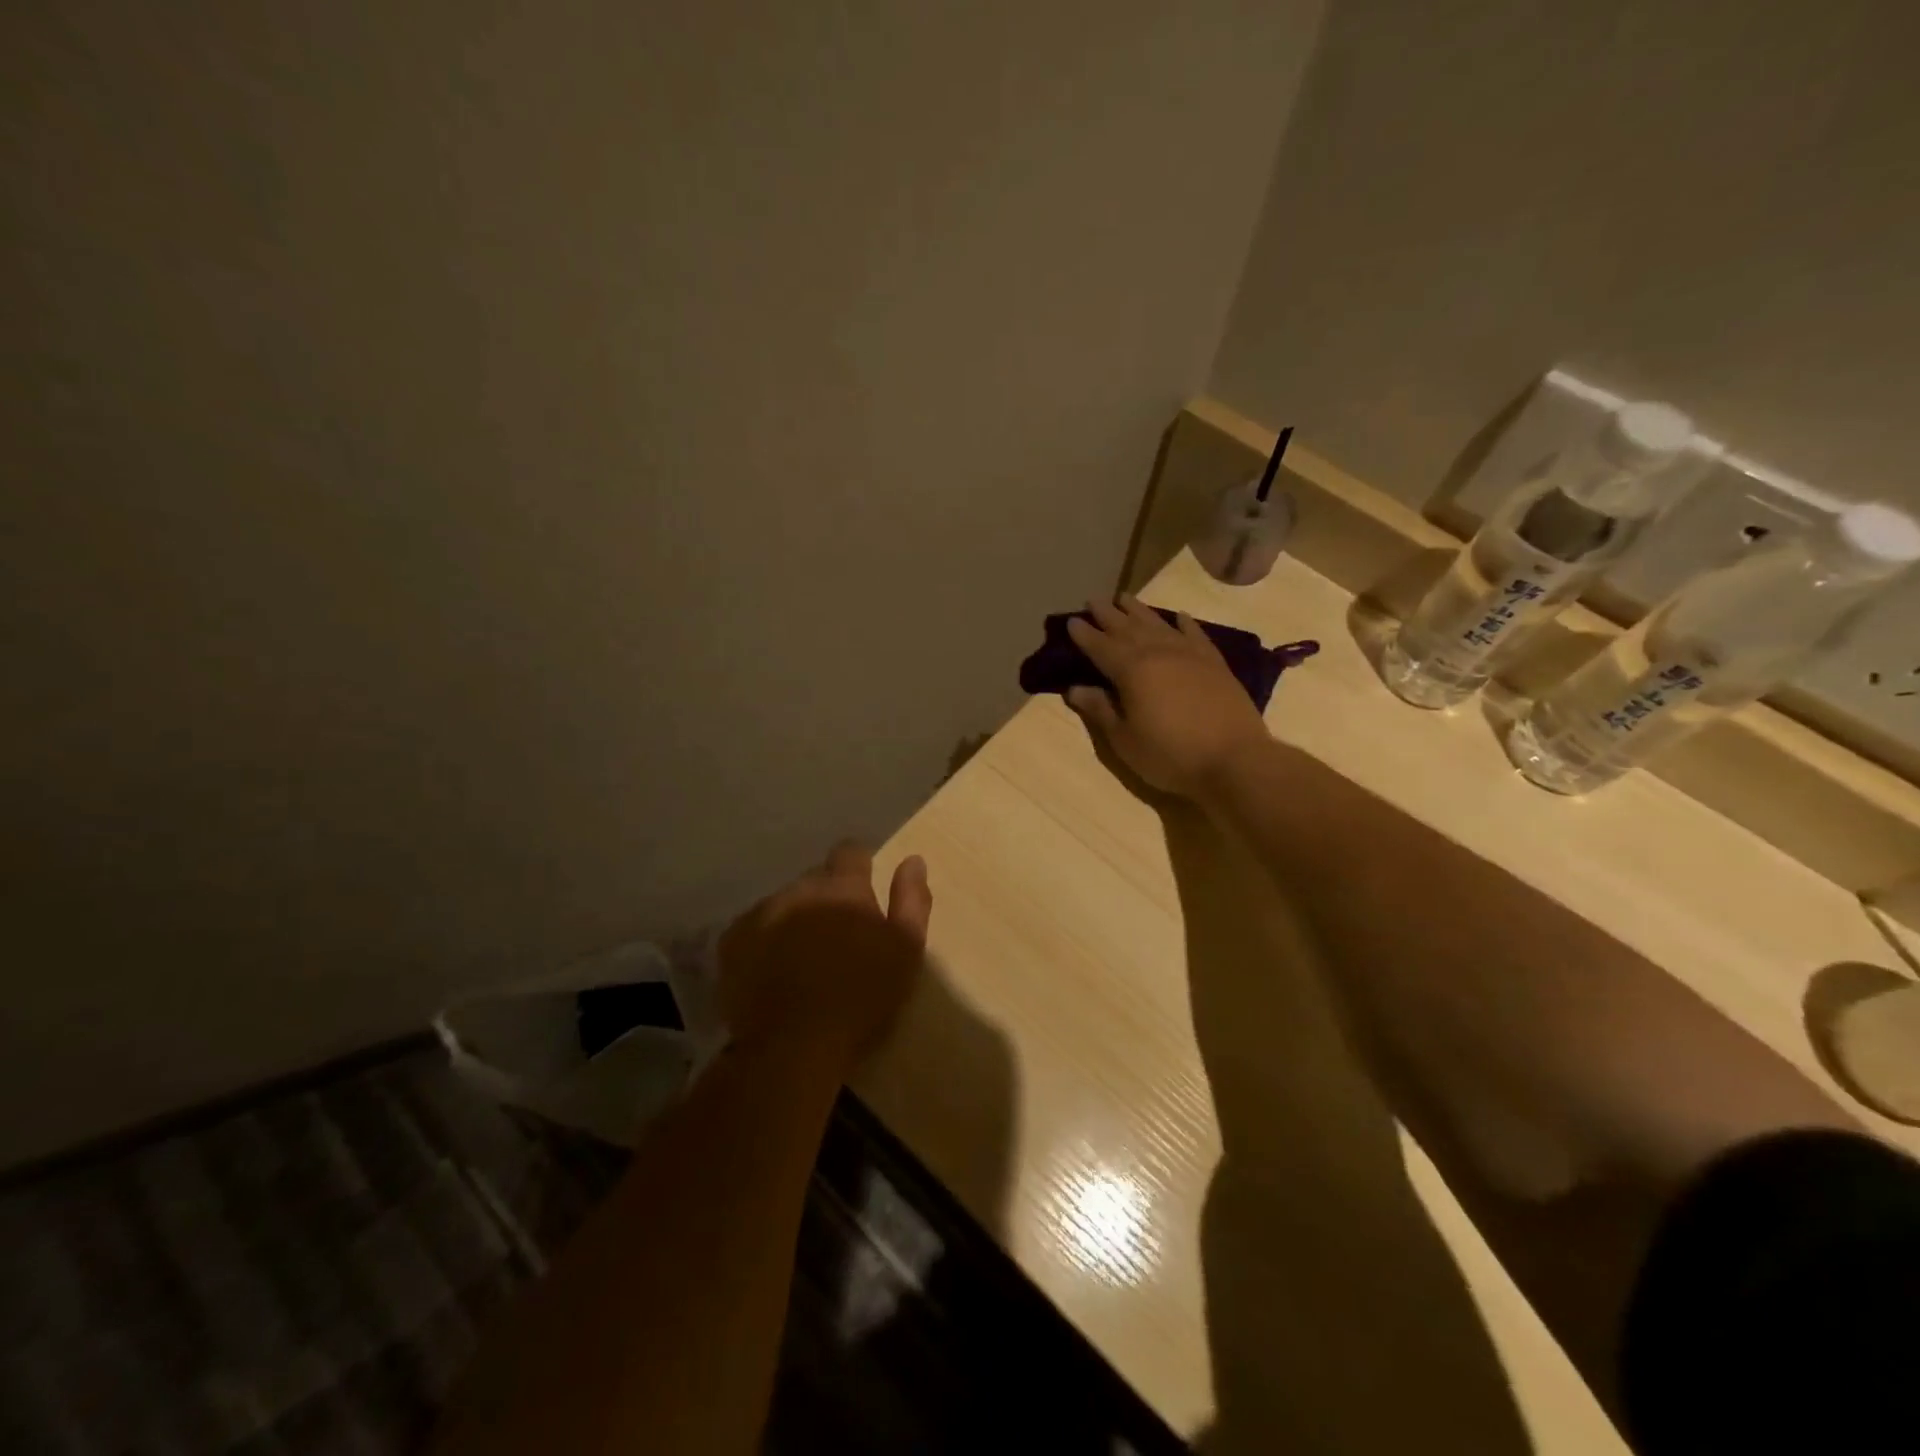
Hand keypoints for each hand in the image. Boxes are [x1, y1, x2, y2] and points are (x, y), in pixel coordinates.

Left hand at [718, 842, 931, 1077]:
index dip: (858, 864)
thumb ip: (912, 900)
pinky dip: (764, 940)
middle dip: (827, 896)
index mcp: (843, 888)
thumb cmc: (861, 997)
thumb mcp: (905, 950)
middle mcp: (799, 889)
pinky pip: (753, 927)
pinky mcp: (732, 941)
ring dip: (795, 918)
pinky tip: (772, 969)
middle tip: (836, 934)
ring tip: (802, 956)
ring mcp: (761, 913)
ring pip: (783, 903)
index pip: (850, 852)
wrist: (794, 1045)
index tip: (864, 885)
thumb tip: (913, 860)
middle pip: (815, 879)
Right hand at [1064, 595, 1272, 798]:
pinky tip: (1179, 616)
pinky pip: (1195, 634)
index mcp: (1131, 670)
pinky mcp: (1215, 663)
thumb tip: (1074, 688)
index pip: (1101, 646)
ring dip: (1139, 610)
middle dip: (1108, 615)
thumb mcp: (1124, 740)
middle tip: (1093, 600)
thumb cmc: (1170, 755)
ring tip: (1125, 598)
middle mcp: (1158, 652)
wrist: (1234, 760)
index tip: (1071, 621)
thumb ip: (1100, 710)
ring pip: (1158, 624)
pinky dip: (1184, 623)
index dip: (1084, 634)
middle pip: (1127, 628)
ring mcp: (1190, 654)